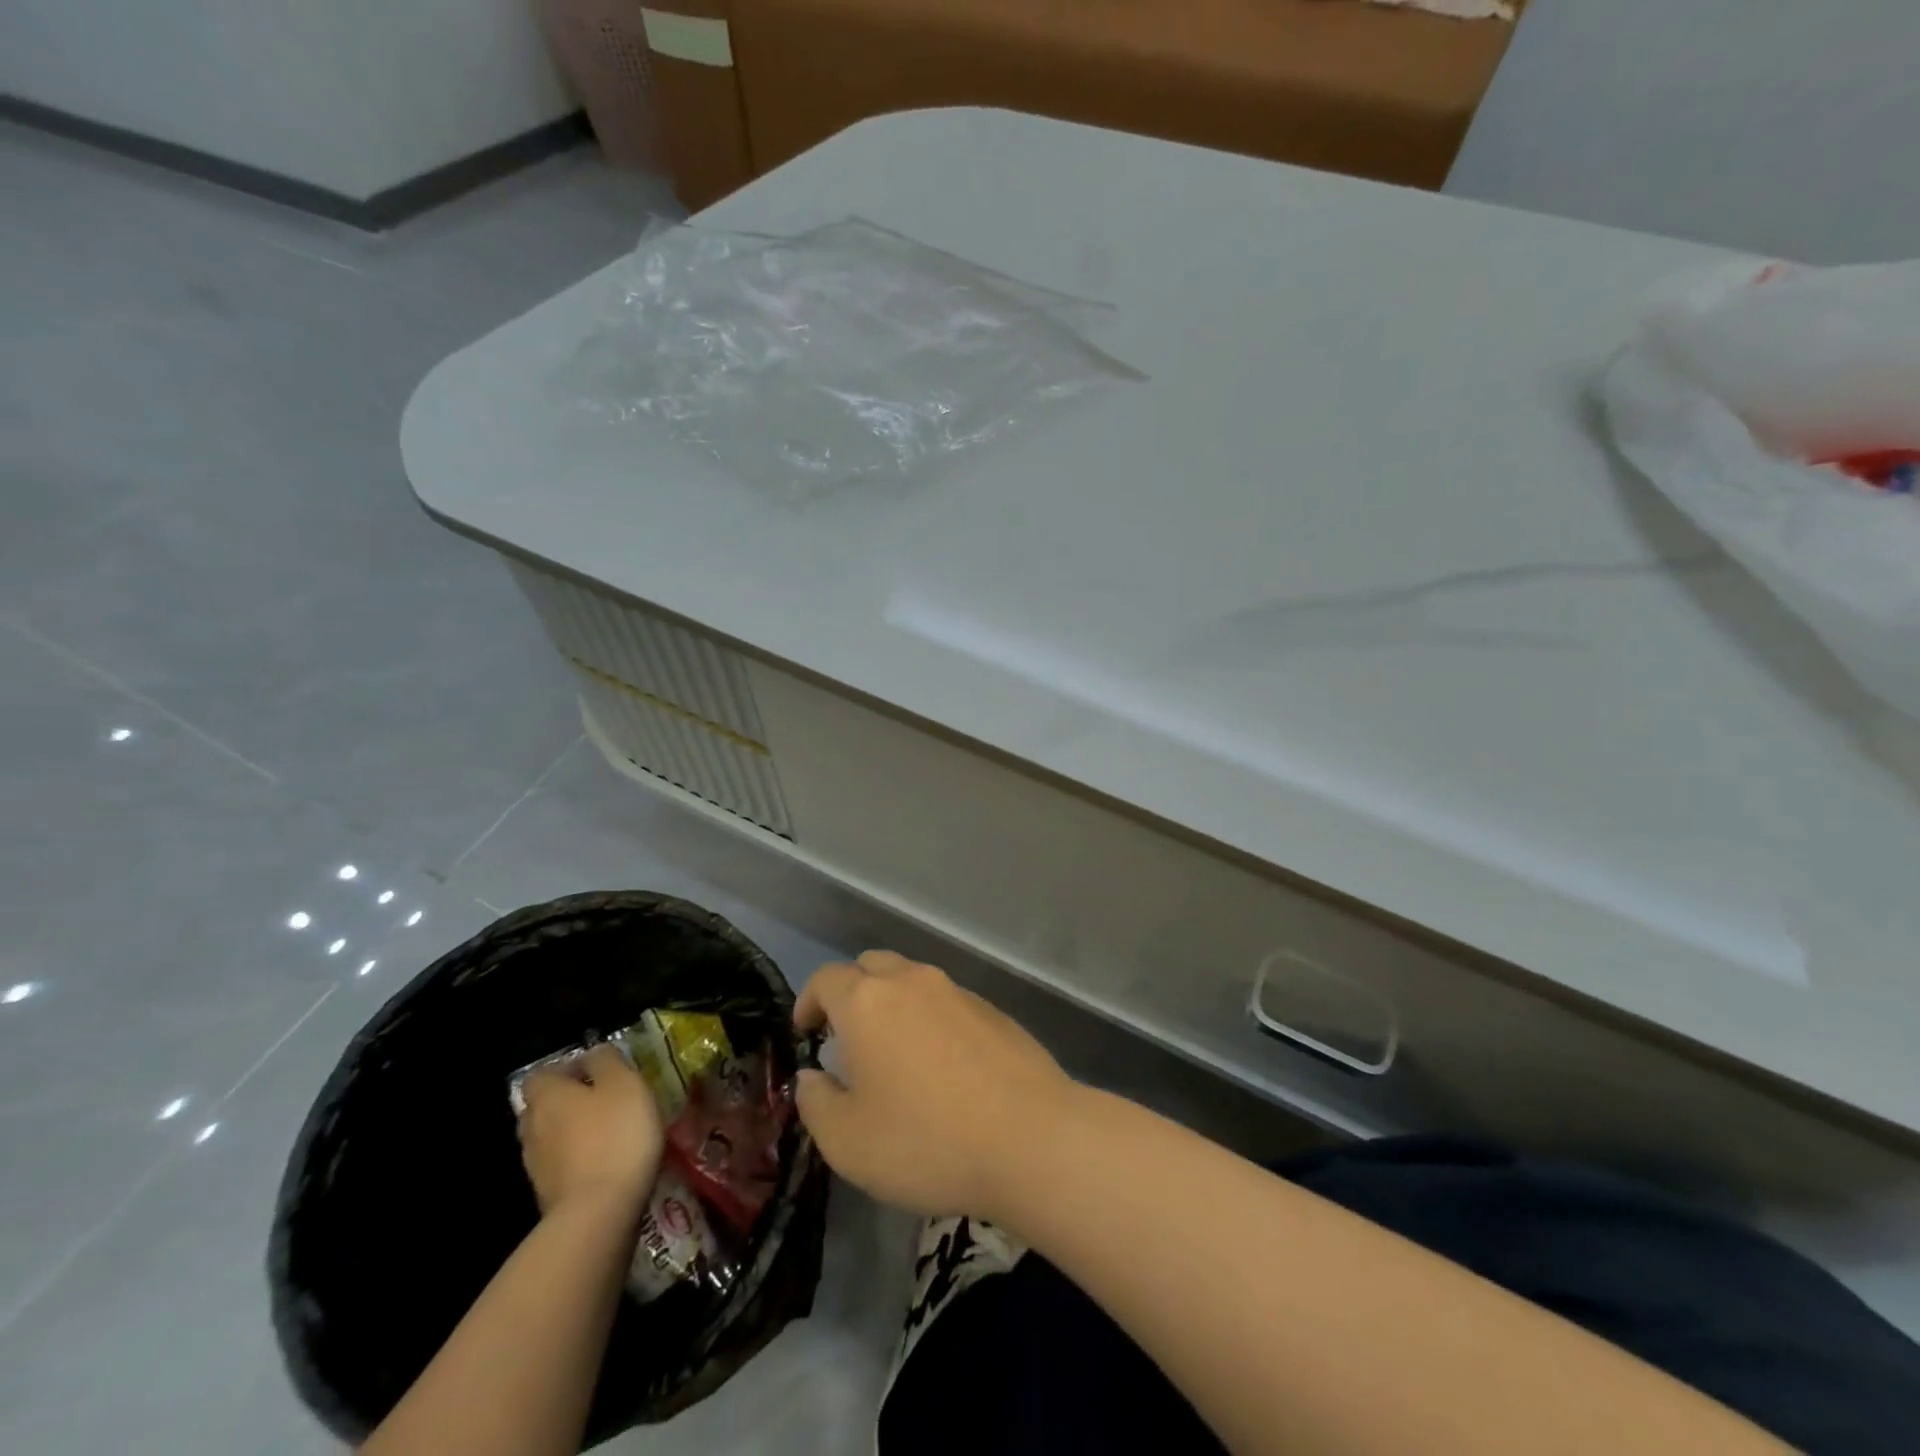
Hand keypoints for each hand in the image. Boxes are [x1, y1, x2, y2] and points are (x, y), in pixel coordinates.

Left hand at [518, 1043, 664, 1217]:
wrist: (599, 1213)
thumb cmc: (615, 1134)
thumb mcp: (624, 1082)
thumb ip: (607, 1060)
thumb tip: (594, 1053)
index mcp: (547, 1096)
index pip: (542, 1073)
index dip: (568, 1067)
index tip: (600, 1071)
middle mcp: (532, 1127)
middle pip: (544, 1105)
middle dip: (570, 1101)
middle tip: (605, 1100)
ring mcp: (536, 1165)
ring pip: (552, 1137)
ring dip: (574, 1132)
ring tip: (609, 1133)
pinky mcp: (548, 1195)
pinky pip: (561, 1165)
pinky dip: (578, 1159)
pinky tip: (606, 1162)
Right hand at [793, 950, 1073, 1219]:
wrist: (1029, 1137)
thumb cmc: (926, 1140)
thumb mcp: (848, 1142)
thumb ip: (816, 1104)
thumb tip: (812, 1077)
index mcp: (868, 1001)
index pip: (826, 979)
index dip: (808, 1002)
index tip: (806, 1034)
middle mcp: (912, 981)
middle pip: (871, 966)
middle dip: (852, 993)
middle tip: (847, 1040)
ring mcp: (957, 991)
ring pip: (912, 981)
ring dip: (893, 1005)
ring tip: (894, 1055)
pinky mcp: (993, 1010)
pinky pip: (947, 1002)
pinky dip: (931, 1020)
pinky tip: (943, 1067)